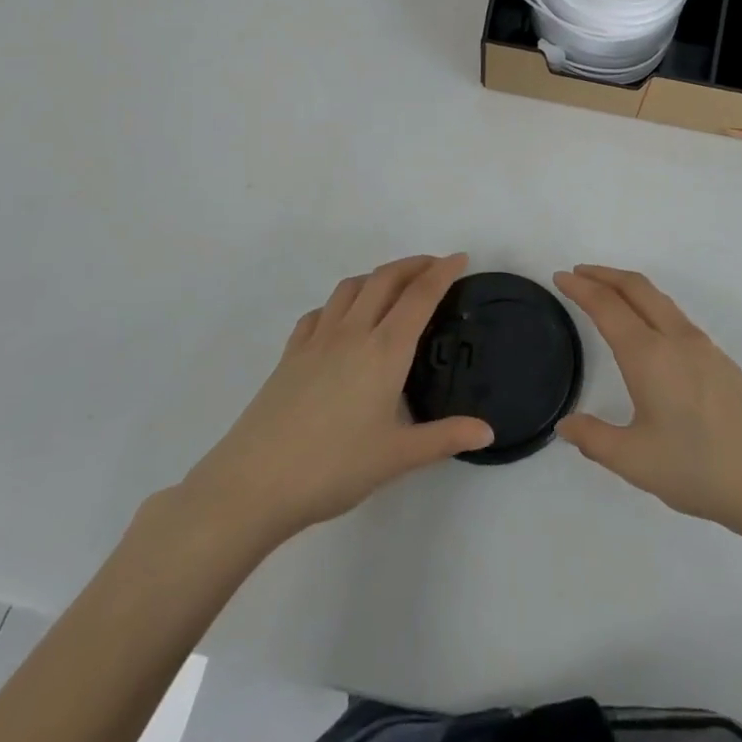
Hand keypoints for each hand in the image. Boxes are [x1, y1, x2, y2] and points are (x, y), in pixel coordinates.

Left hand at [178, 255, 493, 549]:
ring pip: (350, 287)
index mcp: (385, 350)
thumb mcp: (397, 457)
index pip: (420, 296)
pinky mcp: (290, 354)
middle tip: (434, 266)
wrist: (254, 483)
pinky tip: (341, 321)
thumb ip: (445, 438)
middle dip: (413, 264)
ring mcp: (317, 340)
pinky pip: (319, 312)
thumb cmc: (333, 468)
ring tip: (392, 287)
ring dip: (377, 276)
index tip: (461, 258)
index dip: (443, 272)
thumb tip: (488, 431)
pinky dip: (339, 303)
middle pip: (385, 279)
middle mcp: (353, 332)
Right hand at [554, 265, 741, 542]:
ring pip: (659, 299)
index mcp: (649, 355)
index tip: (560, 277)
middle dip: (605, 275)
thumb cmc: (701, 469)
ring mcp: (703, 347)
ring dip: (629, 288)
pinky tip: (647, 331)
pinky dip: (649, 305)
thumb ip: (595, 439)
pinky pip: (675, 316)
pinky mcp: (721, 361)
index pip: (607, 307)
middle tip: (578, 274)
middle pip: (637, 288)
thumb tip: (566, 424)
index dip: (581, 288)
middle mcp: (676, 339)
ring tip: (608, 295)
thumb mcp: (637, 461)